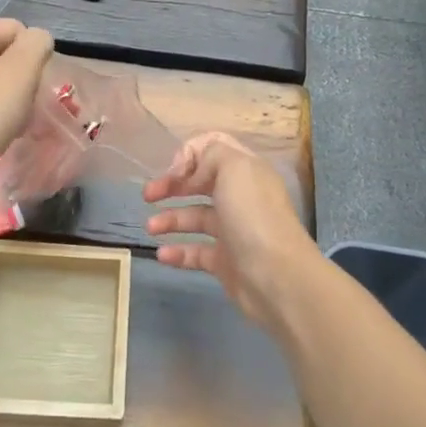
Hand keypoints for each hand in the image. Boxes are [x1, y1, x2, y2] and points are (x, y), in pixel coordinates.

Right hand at [144, 132, 321, 335]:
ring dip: (170, 219)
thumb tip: (192, 171)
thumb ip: (209, 154)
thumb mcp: (233, 167)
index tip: (173, 171)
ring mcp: (233, 230)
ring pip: (195, 218)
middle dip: (172, 185)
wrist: (277, 277)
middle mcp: (240, 197)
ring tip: (150, 227)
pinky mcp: (226, 262)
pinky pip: (196, 252)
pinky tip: (162, 254)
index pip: (214, 149)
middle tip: (148, 195)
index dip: (189, 155)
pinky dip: (177, 252)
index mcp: (246, 171)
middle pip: (200, 183)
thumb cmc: (253, 216)